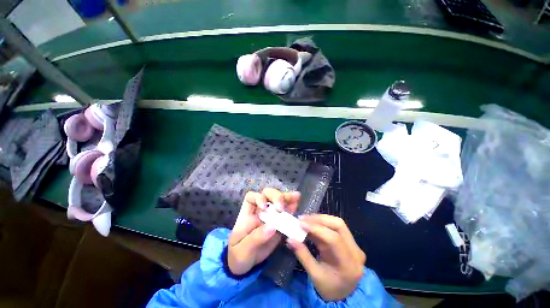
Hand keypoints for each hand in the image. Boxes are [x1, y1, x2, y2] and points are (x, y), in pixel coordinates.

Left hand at [227, 188, 300, 274]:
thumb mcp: (243, 249)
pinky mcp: (279, 224)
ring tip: (296, 197)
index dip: (259, 198)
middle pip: (267, 195)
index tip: (264, 208)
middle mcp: (260, 211)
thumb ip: (256, 237)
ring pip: (278, 201)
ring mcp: (271, 216)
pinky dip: (292, 208)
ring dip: (287, 198)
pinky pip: (286, 213)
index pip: (252, 197)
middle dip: (276, 197)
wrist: (245, 267)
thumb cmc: (239, 256)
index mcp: (247, 213)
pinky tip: (297, 204)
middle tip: (281, 207)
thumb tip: (273, 227)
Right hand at [287, 214, 365, 301]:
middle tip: (302, 219)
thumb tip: (289, 239)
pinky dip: (322, 223)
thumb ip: (302, 255)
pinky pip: (336, 227)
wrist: (345, 295)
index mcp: (349, 264)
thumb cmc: (329, 288)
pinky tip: (312, 223)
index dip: (316, 228)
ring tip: (305, 219)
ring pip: (337, 223)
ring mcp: (354, 245)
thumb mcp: (314, 275)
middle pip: (338, 225)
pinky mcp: (349, 241)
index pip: (334, 239)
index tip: (300, 223)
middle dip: (318, 219)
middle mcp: (355, 251)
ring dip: (320, 219)